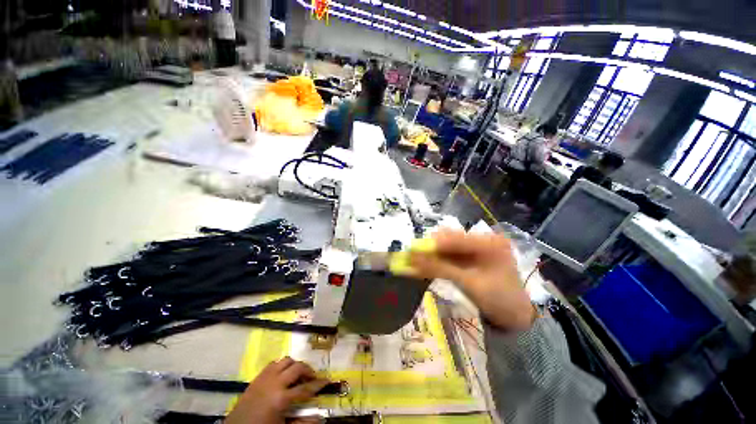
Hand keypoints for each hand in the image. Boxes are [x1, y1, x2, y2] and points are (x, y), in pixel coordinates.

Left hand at [225, 357, 328, 423]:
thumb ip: (302, 422)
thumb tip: (320, 418)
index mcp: (281, 398)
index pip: (306, 388)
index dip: (318, 384)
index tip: (327, 381)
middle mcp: (275, 382)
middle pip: (297, 367)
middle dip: (308, 370)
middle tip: (313, 377)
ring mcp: (265, 377)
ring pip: (286, 360)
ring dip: (295, 365)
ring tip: (299, 373)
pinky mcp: (258, 376)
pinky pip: (274, 363)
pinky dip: (282, 365)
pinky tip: (283, 374)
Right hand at [410, 229, 533, 330]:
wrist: (516, 320)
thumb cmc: (500, 300)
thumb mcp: (469, 283)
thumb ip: (440, 269)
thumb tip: (412, 259)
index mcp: (489, 241)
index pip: (456, 238)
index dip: (433, 244)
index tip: (412, 250)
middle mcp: (482, 241)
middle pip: (450, 241)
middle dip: (430, 250)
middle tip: (411, 257)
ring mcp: (476, 250)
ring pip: (447, 250)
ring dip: (430, 256)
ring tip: (413, 262)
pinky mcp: (470, 260)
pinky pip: (450, 258)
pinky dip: (437, 263)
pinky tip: (424, 267)